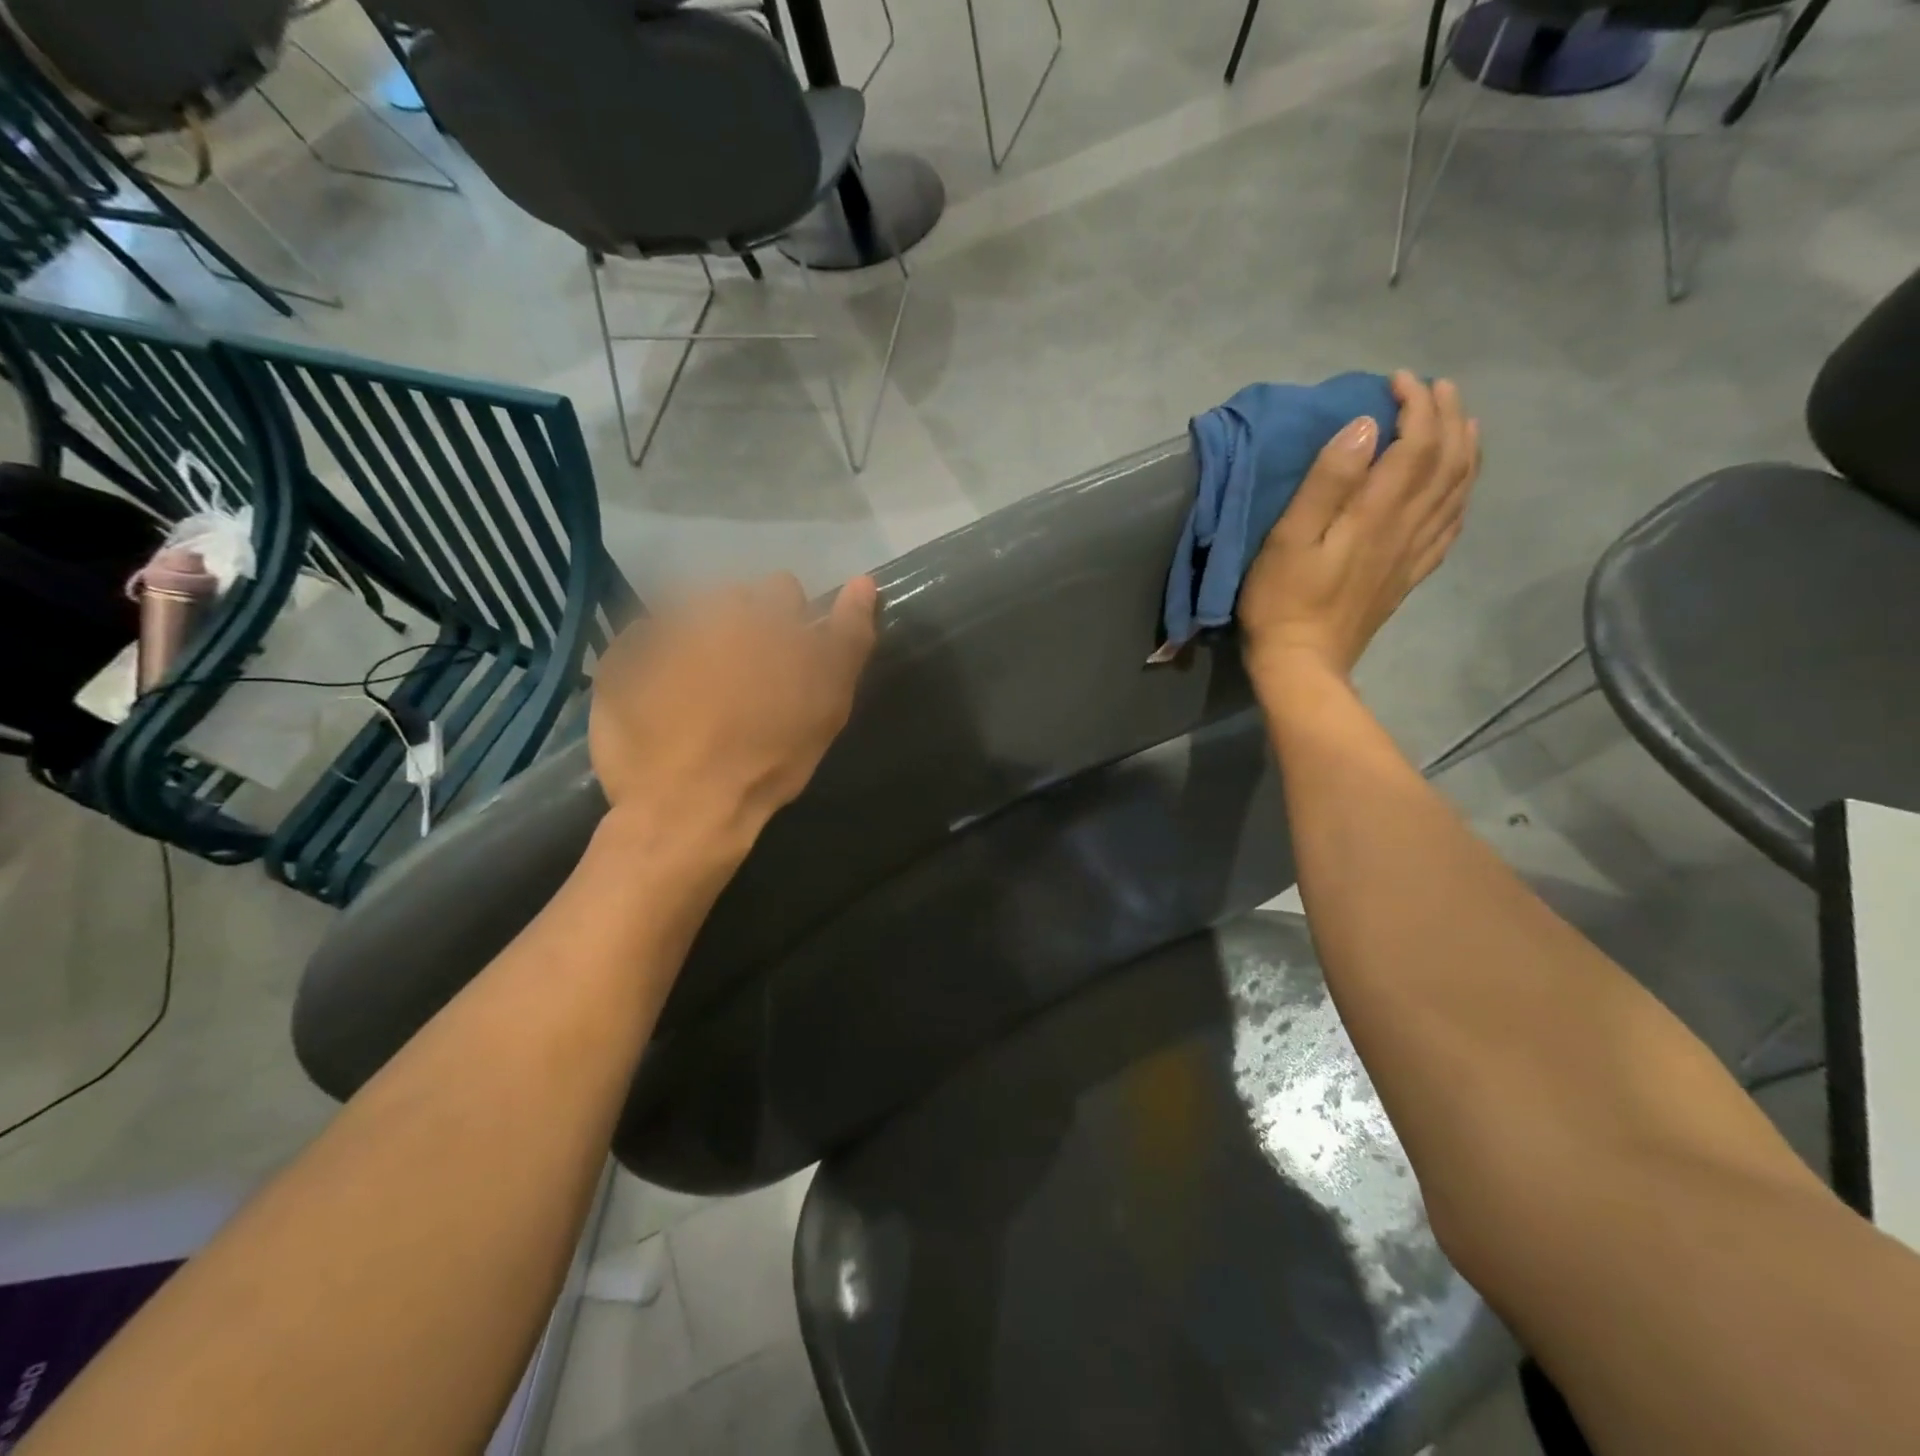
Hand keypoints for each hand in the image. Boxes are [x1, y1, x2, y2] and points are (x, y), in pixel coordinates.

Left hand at [589, 573, 878, 836]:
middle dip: (742, 626)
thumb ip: (849, 637)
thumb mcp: (829, 702)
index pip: (784, 591)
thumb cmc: (770, 757)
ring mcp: (657, 632)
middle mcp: (707, 609)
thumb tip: (862, 582)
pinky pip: (640, 643)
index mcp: (762, 615)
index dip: (790, 624)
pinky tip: (660, 701)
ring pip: (688, 615)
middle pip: (733, 598)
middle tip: (744, 678)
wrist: (686, 805)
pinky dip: (651, 662)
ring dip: (697, 640)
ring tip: (698, 691)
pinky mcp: (617, 660)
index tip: (787, 661)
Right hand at [1237, 372, 1478, 683]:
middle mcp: (1407, 527)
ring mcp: (1413, 554)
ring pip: (1458, 490)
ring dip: (1464, 448)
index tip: (1396, 380)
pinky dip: (1462, 494)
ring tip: (1459, 421)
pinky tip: (1458, 486)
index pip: (1416, 443)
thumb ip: (1327, 482)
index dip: (1416, 404)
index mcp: (1377, 513)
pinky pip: (1451, 526)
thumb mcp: (1288, 539)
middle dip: (1446, 415)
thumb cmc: (1281, 601)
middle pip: (1447, 461)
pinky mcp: (1408, 576)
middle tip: (1434, 387)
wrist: (1302, 663)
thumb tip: (1364, 427)